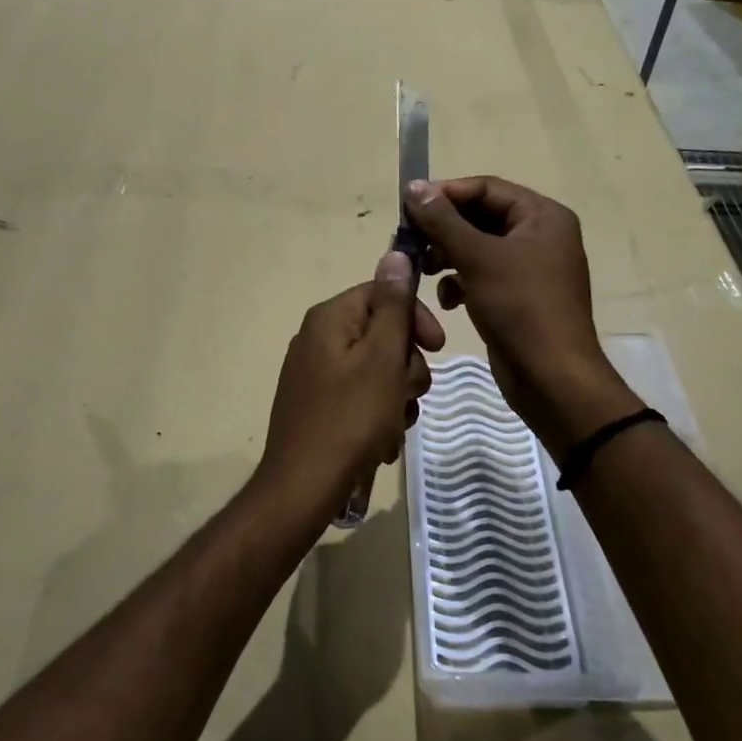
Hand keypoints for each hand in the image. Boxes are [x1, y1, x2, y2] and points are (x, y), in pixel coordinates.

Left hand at [260, 251, 444, 518]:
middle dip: (406, 366)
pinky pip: (361, 397)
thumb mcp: (382, 358)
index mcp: (329, 318)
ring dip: (397, 396)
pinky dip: (378, 415)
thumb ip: (393, 305)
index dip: (415, 318)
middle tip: (408, 395)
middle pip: (382, 334)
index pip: (383, 293)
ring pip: (377, 370)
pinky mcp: (317, 405)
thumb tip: (395, 252)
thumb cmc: (350, 419)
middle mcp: (318, 338)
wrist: (303, 488)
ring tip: (393, 427)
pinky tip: (380, 442)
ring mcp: (315, 374)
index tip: (438, 348)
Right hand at [404, 178, 639, 451]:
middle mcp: (540, 236)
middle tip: (409, 241)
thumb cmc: (520, 308)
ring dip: (448, 255)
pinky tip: (446, 299)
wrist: (552, 378)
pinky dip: (461, 281)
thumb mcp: (478, 258)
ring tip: (422, 269)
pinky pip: (483, 275)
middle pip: (481, 216)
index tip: (408, 207)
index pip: (486, 188)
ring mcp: (531, 268)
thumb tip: (414, 187)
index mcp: (542, 216)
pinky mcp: (518, 297)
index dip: (446, 194)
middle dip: (444, 228)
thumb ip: (443, 220)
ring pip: (479, 247)